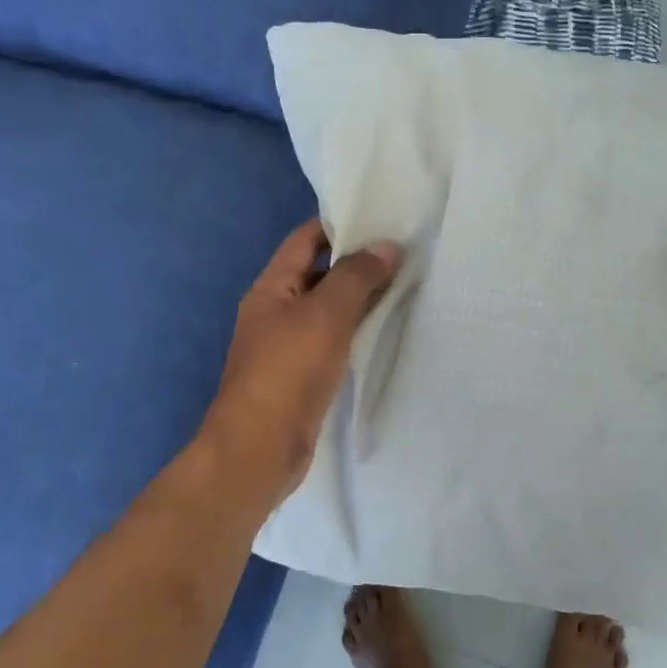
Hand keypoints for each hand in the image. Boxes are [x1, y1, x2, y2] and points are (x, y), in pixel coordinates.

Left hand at [201, 219, 399, 508]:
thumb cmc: (287, 372)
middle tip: (406, 252)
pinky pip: (334, 341)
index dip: (340, 224)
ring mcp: (289, 345)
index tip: (383, 218)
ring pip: (329, 309)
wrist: (259, 450)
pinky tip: (387, 330)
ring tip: (406, 284)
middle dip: (358, 262)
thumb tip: (387, 246)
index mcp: (271, 287)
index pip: (305, 240)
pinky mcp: (303, 376)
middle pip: (319, 273)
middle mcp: (276, 311)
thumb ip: (356, 277)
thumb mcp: (325, 315)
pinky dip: (358, 331)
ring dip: (361, 298)